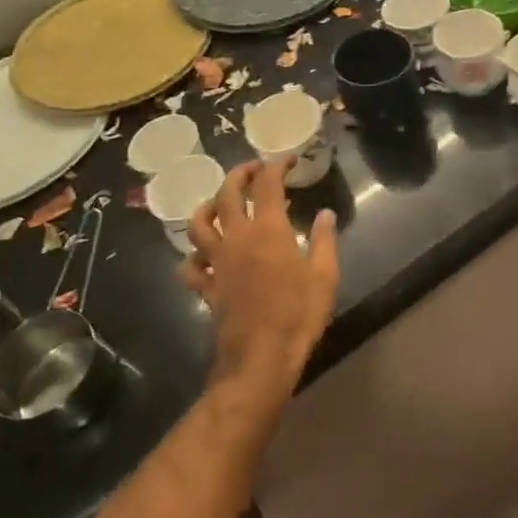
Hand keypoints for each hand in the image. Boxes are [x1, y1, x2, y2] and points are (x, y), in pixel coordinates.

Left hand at [182, 158, 339, 390]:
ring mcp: (217, 262)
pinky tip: (203, 256)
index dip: (276, 166)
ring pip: (199, 224)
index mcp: (268, 230)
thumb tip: (327, 214)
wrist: (261, 357)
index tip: (287, 160)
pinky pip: (191, 266)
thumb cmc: (299, 314)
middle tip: (253, 170)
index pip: (268, 185)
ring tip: (218, 203)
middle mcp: (237, 238)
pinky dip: (194, 256)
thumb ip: (325, 240)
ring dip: (207, 206)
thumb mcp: (325, 276)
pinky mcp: (207, 287)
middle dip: (239, 175)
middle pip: (227, 194)